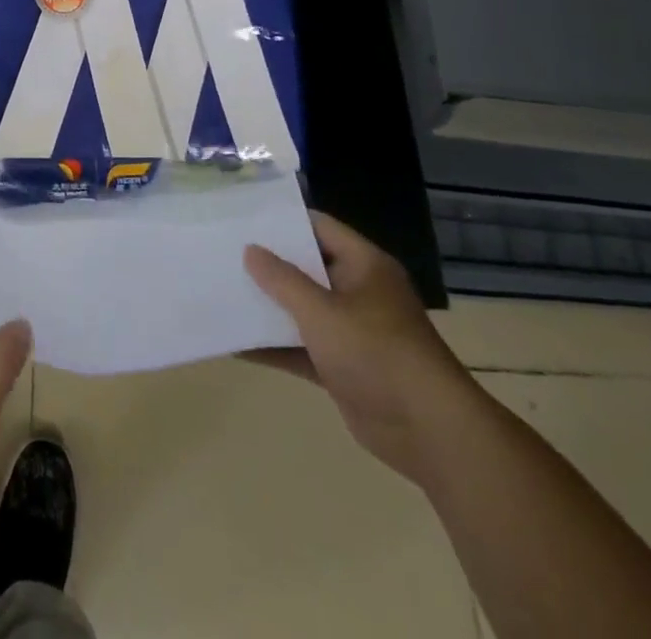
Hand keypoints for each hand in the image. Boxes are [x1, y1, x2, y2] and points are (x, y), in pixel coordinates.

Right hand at [245, 211, 479, 486]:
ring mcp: (351, 330)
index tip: (241, 217)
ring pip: (301, 309)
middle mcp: (358, 291)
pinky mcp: (343, 367)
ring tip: (221, 291)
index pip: (317, 226)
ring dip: (267, 306)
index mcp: (363, 265)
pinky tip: (235, 344)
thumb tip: (250, 250)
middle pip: (306, 267)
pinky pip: (301, 348)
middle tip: (222, 251)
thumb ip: (282, 280)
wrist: (429, 433)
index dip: (281, 220)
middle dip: (267, 264)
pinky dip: (274, 346)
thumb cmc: (377, 353)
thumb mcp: (322, 311)